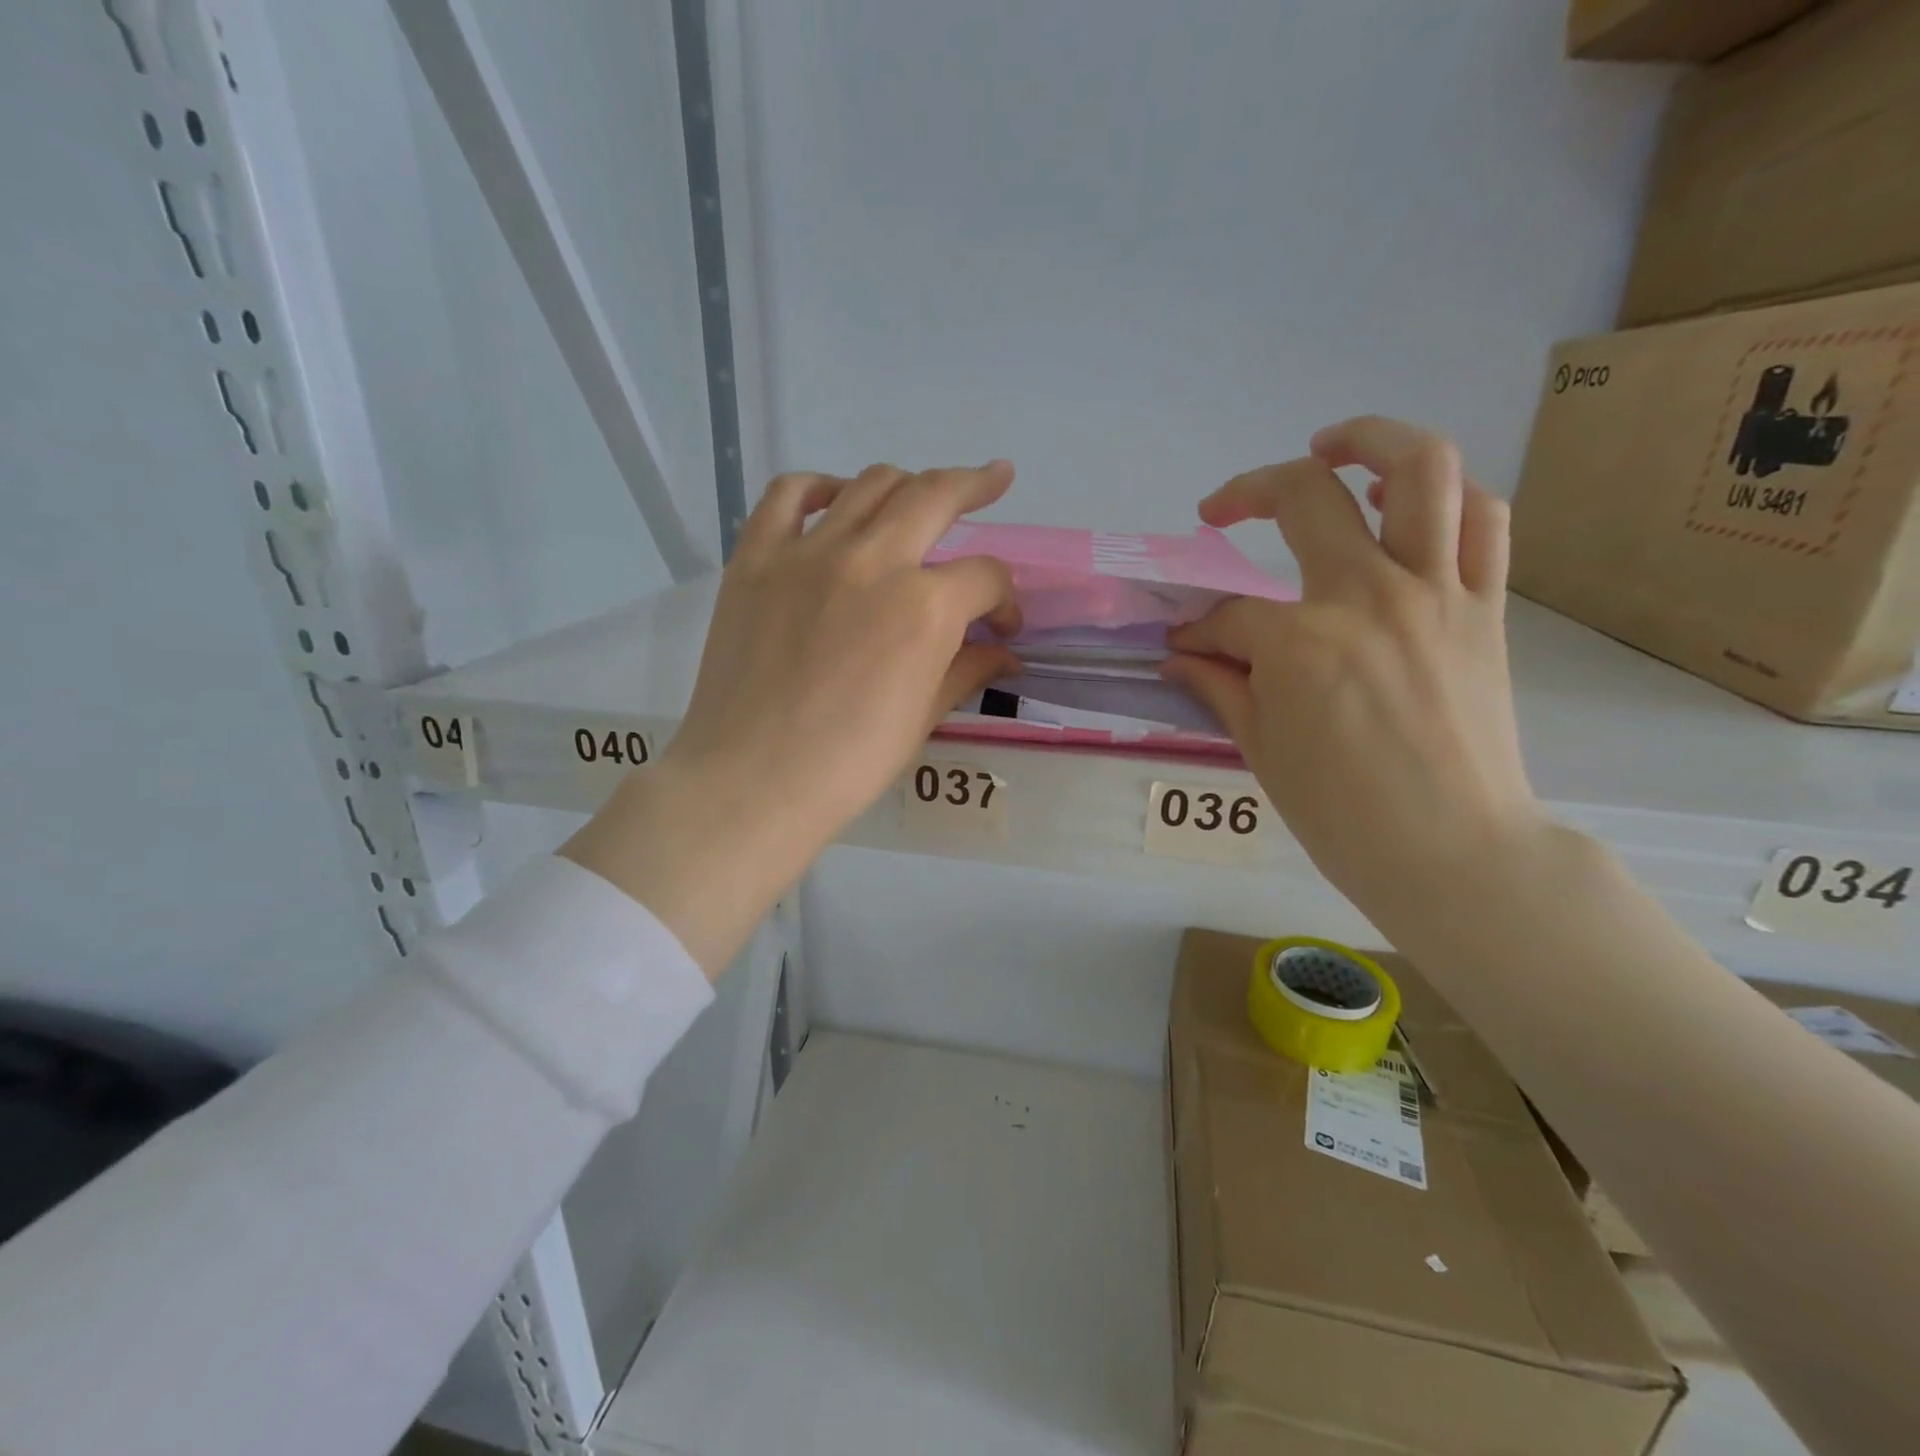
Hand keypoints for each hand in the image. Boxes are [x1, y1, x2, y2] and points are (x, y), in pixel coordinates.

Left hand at [564, 462, 1020, 973]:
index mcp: (925, 608)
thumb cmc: (849, 763)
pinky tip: (837, 499)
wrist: (753, 780)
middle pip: (936, 496)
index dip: (1004, 600)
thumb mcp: (923, 717)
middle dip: (976, 485)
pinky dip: (820, 487)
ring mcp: (809, 552)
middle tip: (995, 479)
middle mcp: (873, 561)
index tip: (999, 627)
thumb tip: (1003, 653)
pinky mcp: (756, 557)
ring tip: (919, 496)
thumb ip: (967, 670)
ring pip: (870, 484)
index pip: (985, 577)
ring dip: (906, 483)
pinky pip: (789, 495)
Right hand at [1163, 416, 1545, 925]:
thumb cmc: (1342, 814)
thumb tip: (1179, 653)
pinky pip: (1483, 520)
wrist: (1454, 851)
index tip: (1185, 648)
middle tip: (1223, 507)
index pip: (1229, 617)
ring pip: (1420, 470)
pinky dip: (1447, 497)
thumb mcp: (1260, 749)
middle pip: (1307, 497)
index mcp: (1300, 642)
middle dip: (1248, 492)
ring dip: (1370, 440)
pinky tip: (1411, 507)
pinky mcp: (1485, 606)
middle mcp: (1368, 595)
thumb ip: (1218, 685)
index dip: (1197, 631)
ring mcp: (1437, 592)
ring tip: (1333, 448)